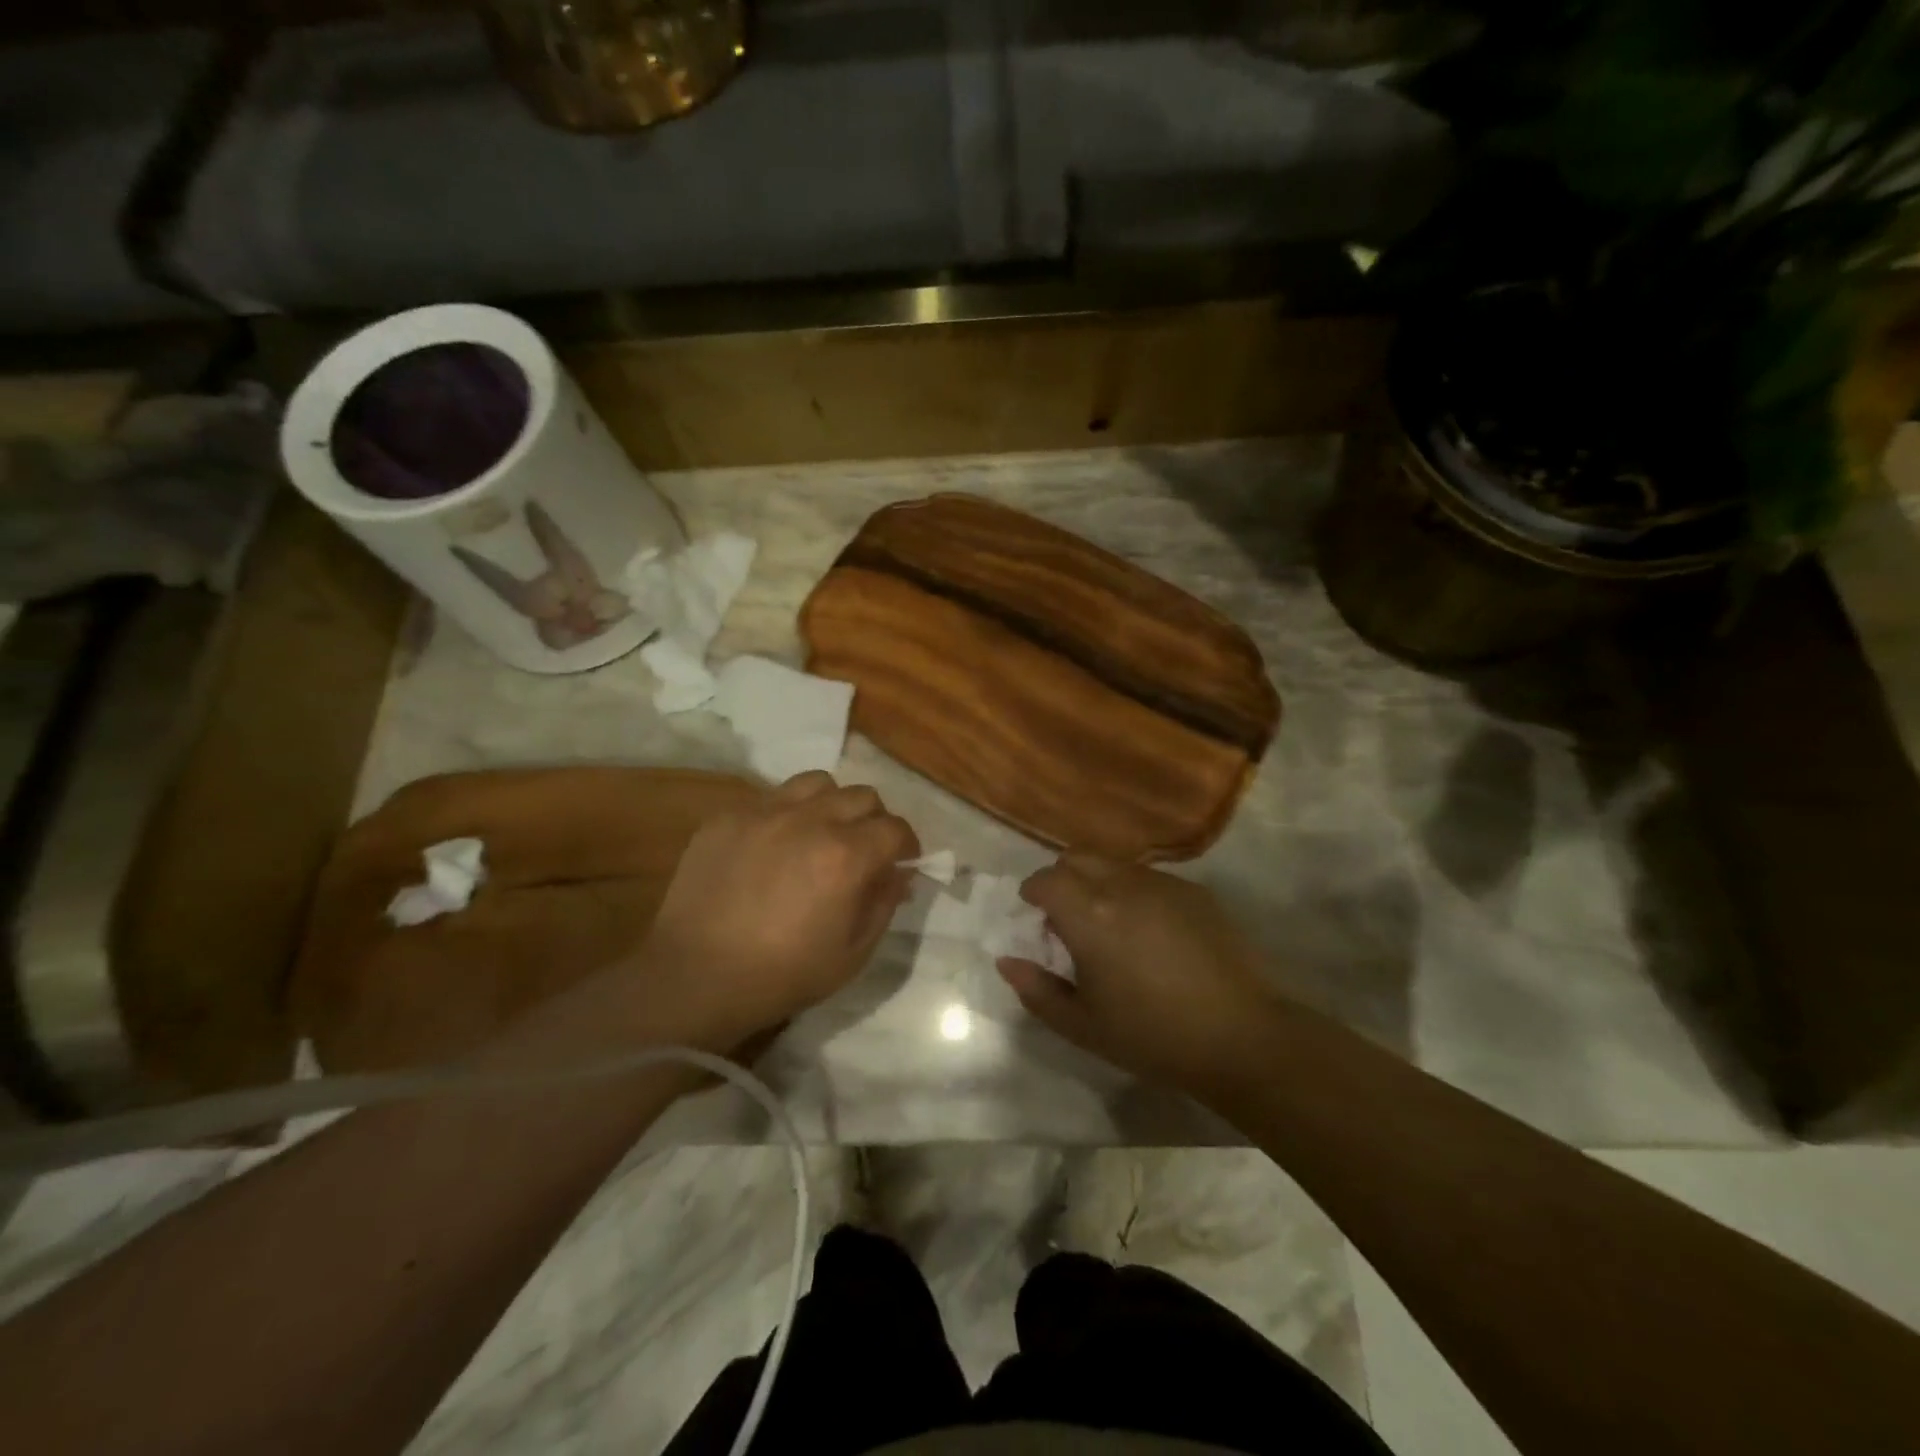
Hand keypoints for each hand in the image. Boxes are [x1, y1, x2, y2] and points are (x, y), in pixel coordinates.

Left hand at [642, 771, 918, 1047]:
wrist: (695, 978)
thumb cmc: (783, 975)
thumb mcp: (853, 954)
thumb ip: (884, 904)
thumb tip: (899, 873)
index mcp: (847, 855)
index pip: (895, 828)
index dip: (907, 845)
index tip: (902, 862)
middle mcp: (810, 820)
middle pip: (862, 796)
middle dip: (874, 820)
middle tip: (863, 849)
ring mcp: (765, 812)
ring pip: (817, 783)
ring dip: (831, 804)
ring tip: (820, 833)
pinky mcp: (728, 816)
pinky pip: (770, 797)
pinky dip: (786, 814)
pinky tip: (773, 846)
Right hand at [997, 855, 1282, 1095]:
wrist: (1240, 1037)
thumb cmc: (1152, 1035)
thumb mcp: (1082, 1025)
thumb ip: (1037, 990)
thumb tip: (1006, 962)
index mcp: (1090, 914)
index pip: (1046, 879)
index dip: (1033, 892)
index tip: (1035, 914)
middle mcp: (1123, 885)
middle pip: (1078, 857)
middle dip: (1063, 878)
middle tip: (1067, 917)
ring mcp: (1164, 884)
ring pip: (1116, 865)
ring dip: (1100, 883)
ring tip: (1111, 925)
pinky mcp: (1196, 892)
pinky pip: (1151, 879)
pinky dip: (1135, 893)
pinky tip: (1151, 933)